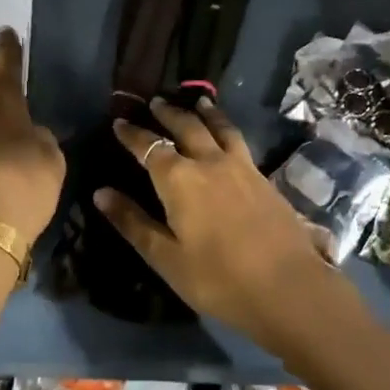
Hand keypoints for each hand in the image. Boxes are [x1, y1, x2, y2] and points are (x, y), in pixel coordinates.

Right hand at [94, 97, 342, 350]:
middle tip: (156, 101)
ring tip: (197, 102)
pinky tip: (229, 136)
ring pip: (219, 127)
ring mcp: (241, 167)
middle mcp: (209, 162)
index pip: (150, 146)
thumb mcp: (166, 258)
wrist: (288, 287)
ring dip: (204, 113)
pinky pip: (239, 141)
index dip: (132, 134)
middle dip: (168, 113)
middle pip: (186, 127)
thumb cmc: (218, 278)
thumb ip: (133, 223)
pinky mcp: (264, 178)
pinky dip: (227, 128)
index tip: (119, 122)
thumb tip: (100, 193)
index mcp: (179, 179)